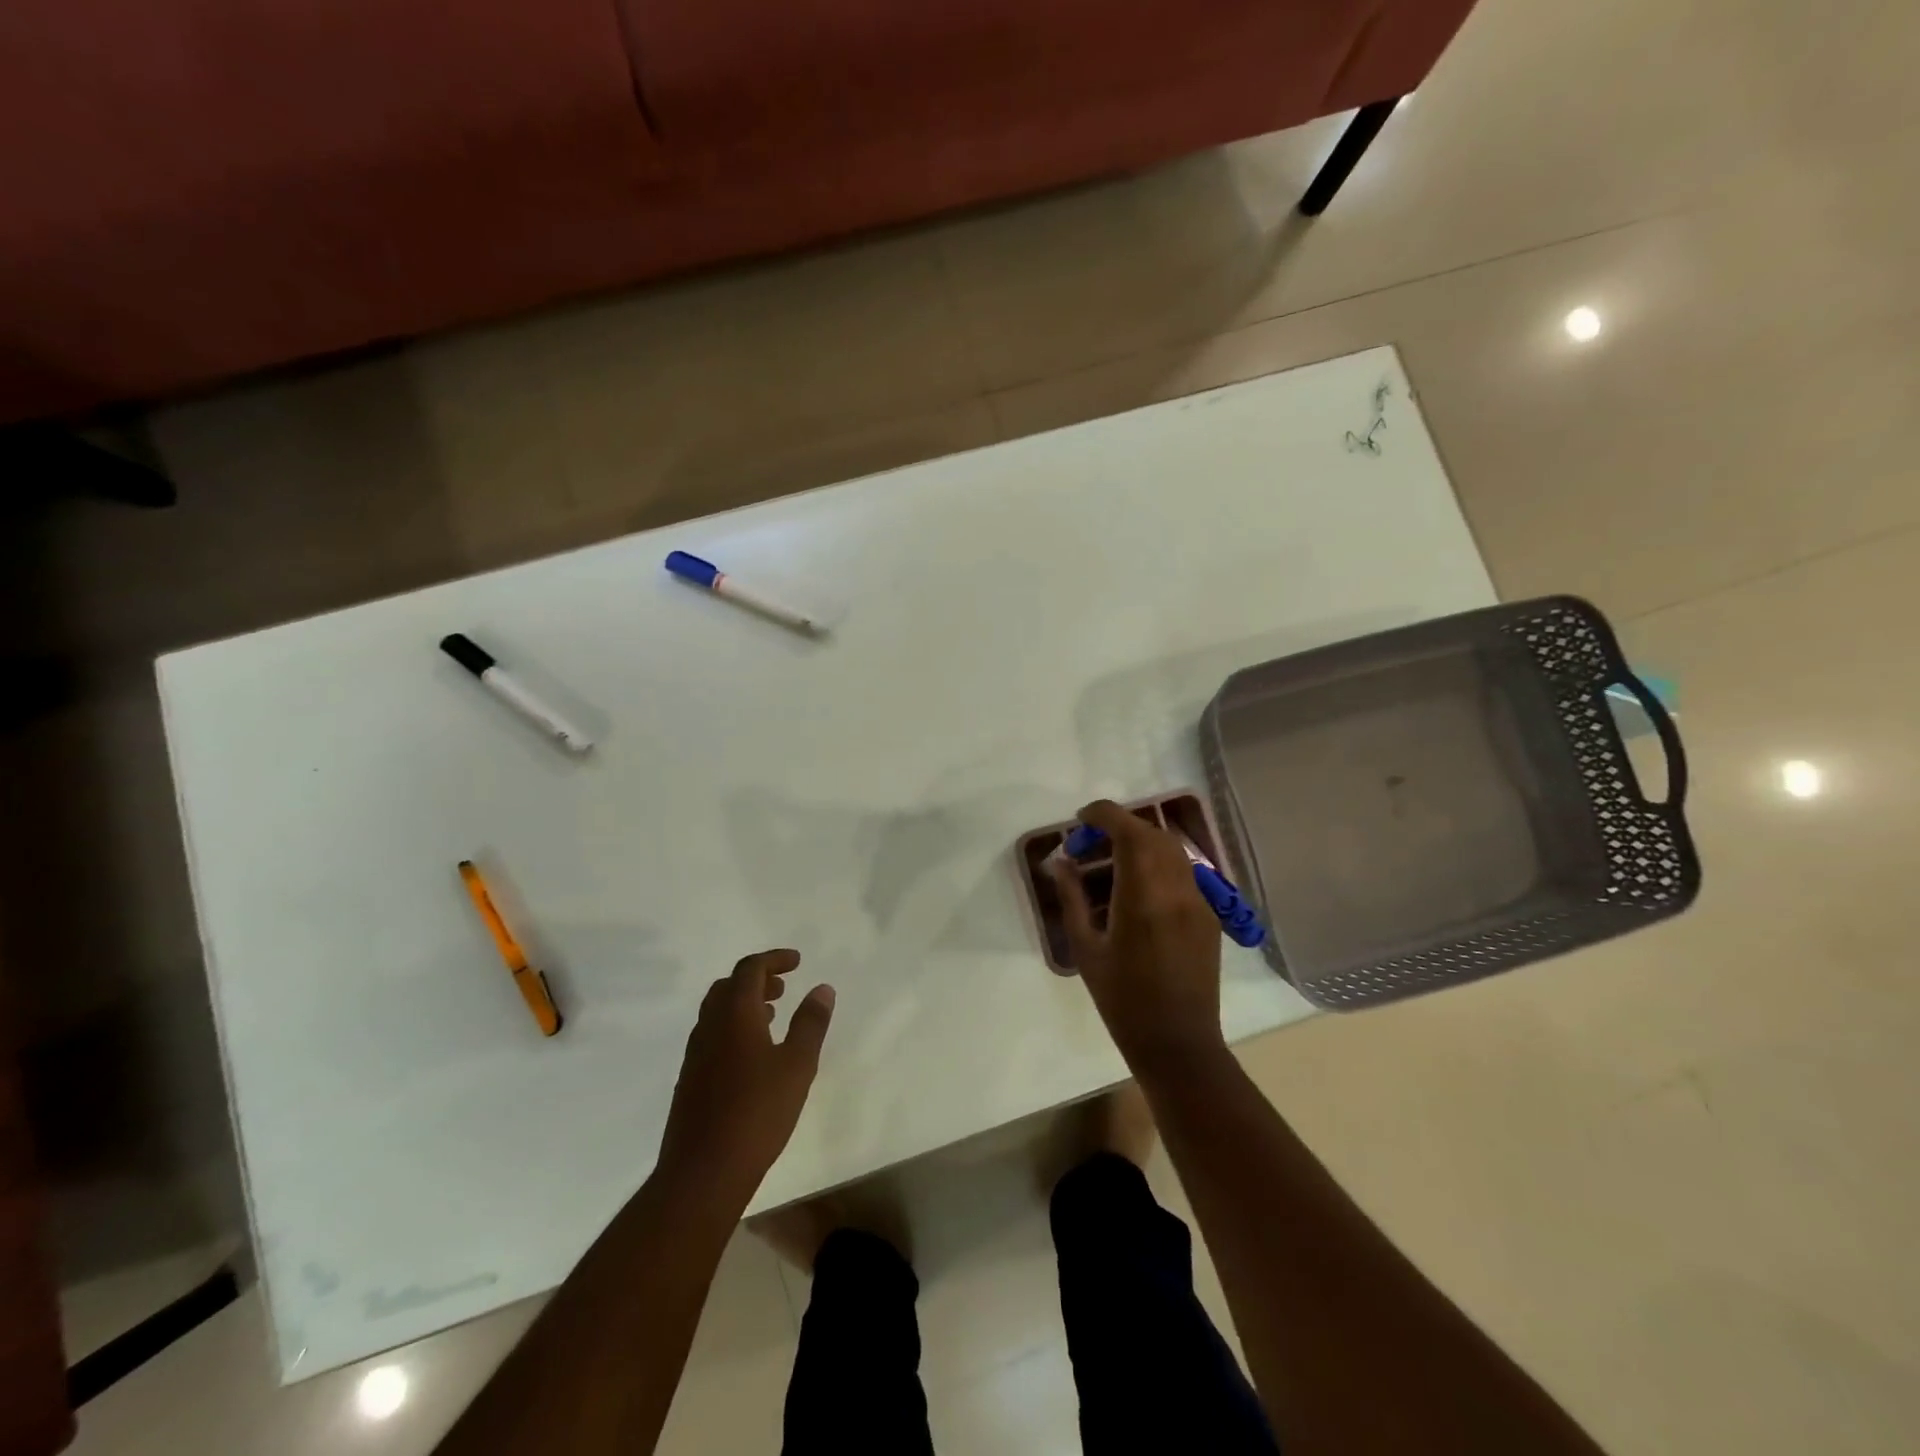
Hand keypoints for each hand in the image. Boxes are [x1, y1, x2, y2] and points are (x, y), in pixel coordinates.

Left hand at [657, 950, 834, 1211]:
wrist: (702, 1172)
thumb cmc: (757, 1112)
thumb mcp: (797, 1065)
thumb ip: (810, 1023)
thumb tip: (822, 988)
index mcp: (735, 1014)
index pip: (750, 969)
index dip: (774, 960)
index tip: (797, 962)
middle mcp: (710, 1026)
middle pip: (729, 986)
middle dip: (757, 979)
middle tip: (784, 987)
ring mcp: (695, 1054)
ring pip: (717, 1012)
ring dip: (744, 1004)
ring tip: (773, 1016)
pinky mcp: (690, 1080)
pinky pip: (712, 1035)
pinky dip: (733, 1028)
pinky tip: (752, 1055)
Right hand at [1051, 800, 1225, 1077]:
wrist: (1178, 1044)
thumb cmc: (1122, 1000)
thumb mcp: (1085, 948)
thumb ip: (1072, 898)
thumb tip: (1061, 862)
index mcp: (1143, 896)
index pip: (1128, 831)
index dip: (1103, 815)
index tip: (1080, 819)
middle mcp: (1177, 889)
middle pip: (1152, 834)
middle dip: (1119, 828)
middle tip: (1089, 845)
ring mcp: (1199, 901)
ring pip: (1171, 850)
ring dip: (1140, 844)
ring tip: (1110, 865)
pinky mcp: (1208, 915)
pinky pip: (1182, 873)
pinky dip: (1157, 865)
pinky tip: (1136, 890)